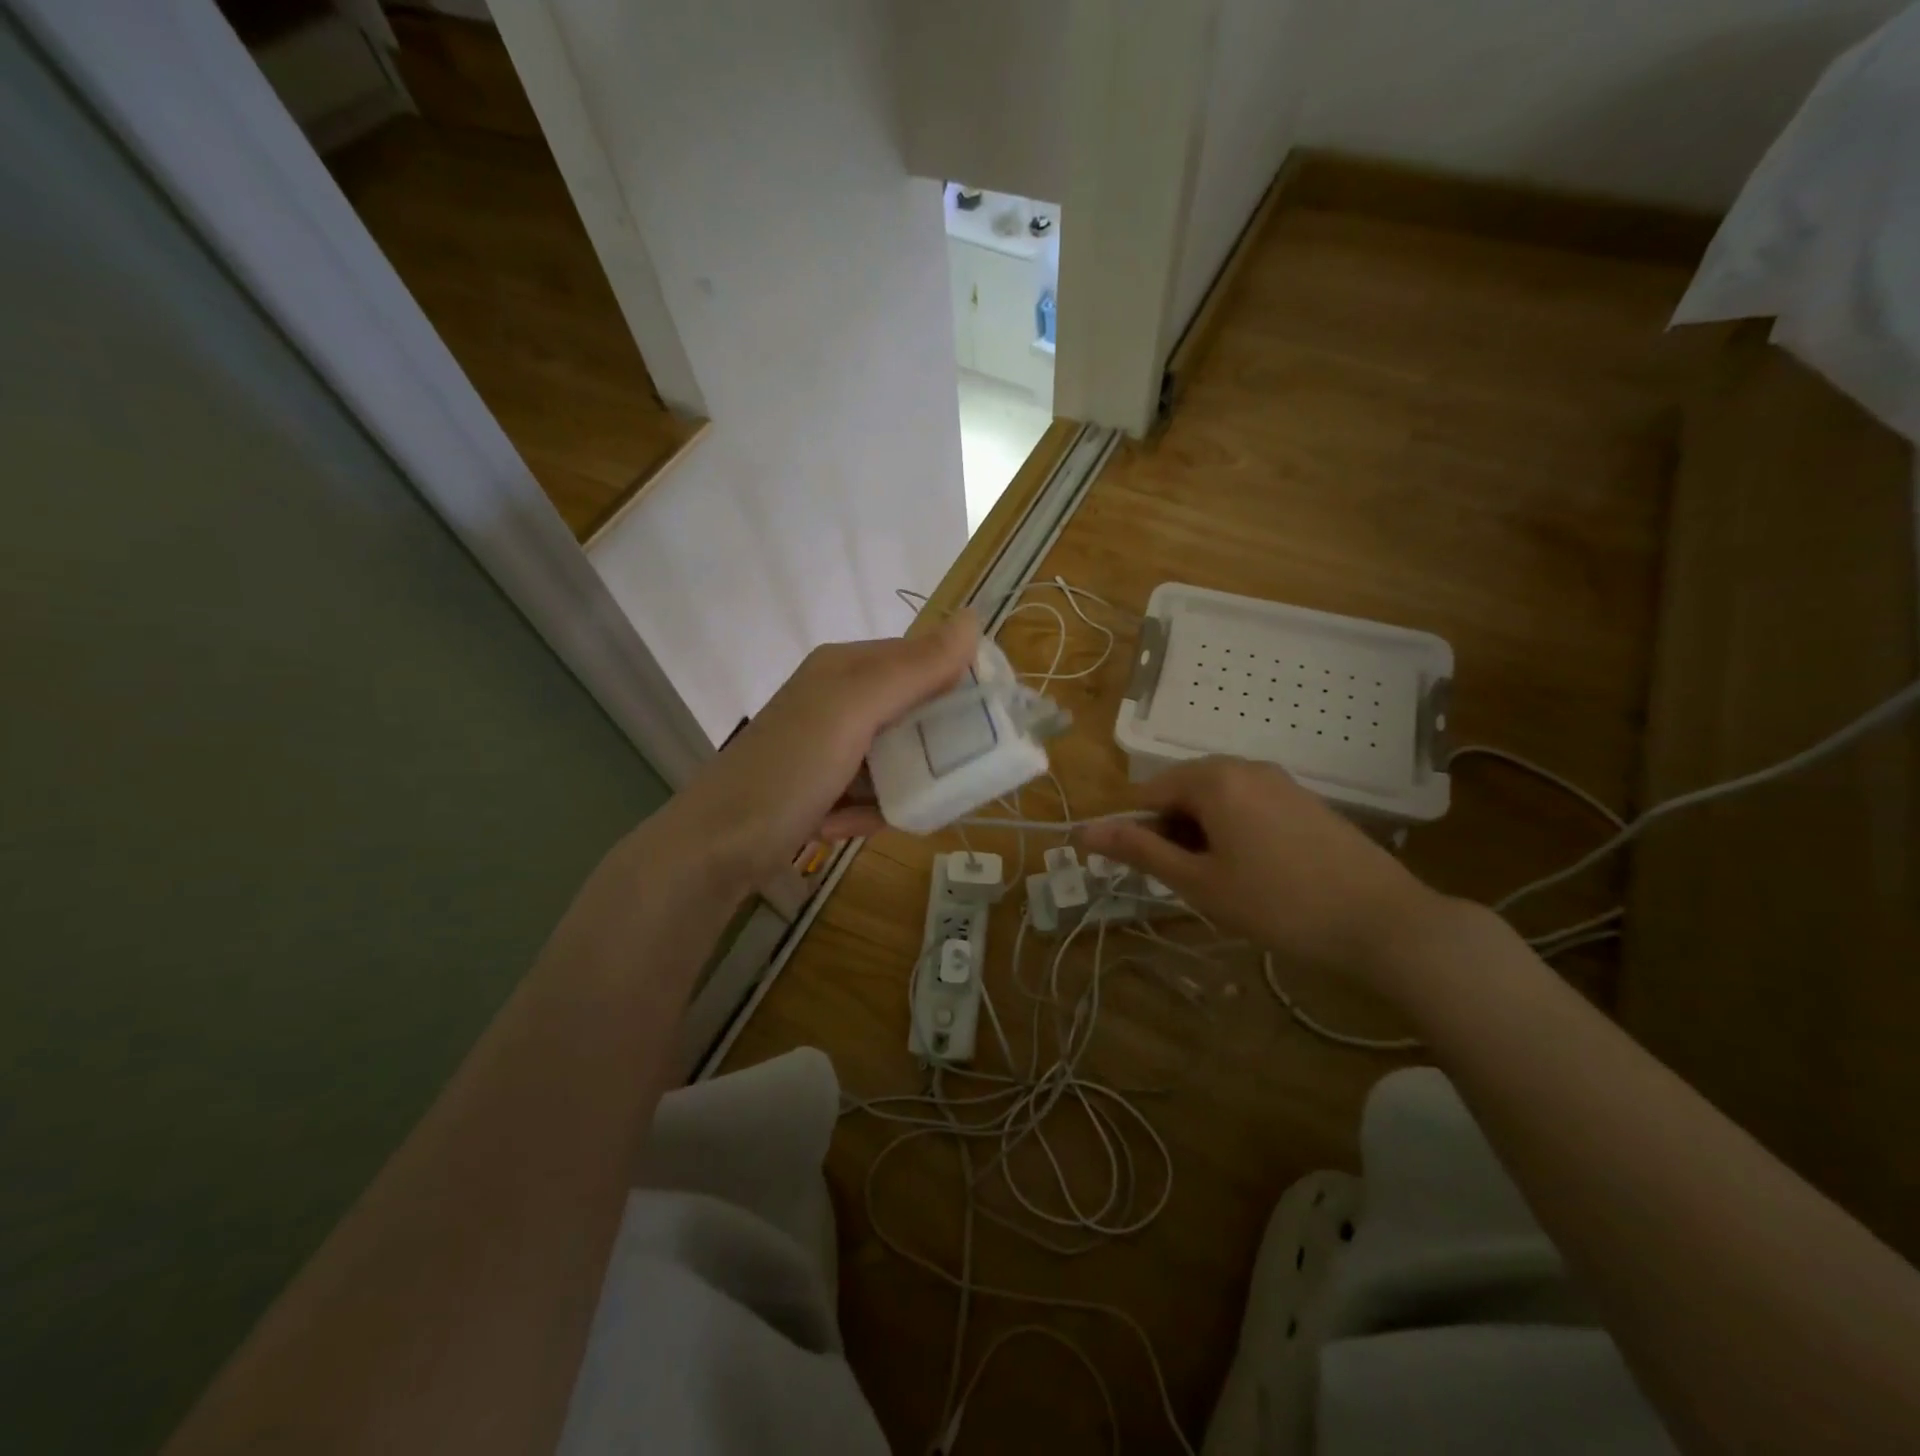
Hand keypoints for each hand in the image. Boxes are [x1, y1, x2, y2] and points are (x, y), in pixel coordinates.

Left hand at [663, 613, 978, 889]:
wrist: (712, 849)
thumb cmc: (787, 770)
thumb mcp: (853, 711)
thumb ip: (913, 668)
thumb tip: (973, 617)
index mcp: (846, 668)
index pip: (923, 659)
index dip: (960, 686)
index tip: (991, 725)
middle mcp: (838, 699)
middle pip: (913, 713)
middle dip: (933, 748)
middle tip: (957, 778)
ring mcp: (828, 745)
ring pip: (896, 757)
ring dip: (904, 787)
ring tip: (899, 810)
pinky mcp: (821, 786)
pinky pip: (871, 790)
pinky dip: (871, 811)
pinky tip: (850, 825)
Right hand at [1077, 757, 1444, 984]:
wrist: (1384, 922)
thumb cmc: (1278, 903)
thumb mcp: (1198, 881)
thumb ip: (1139, 851)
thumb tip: (1083, 831)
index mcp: (1213, 778)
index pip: (1147, 795)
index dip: (1136, 833)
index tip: (1147, 873)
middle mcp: (1245, 766)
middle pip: (1183, 792)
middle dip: (1173, 833)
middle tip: (1188, 883)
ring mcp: (1281, 780)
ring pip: (1217, 800)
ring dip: (1203, 835)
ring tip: (1223, 883)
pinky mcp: (1306, 800)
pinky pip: (1250, 805)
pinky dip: (1235, 832)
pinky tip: (1257, 873)